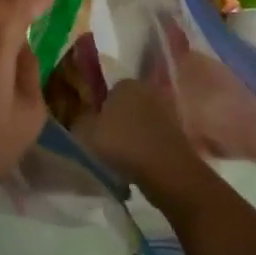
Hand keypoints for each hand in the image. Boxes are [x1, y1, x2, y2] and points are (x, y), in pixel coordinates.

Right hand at [82, 77, 208, 210]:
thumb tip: (79, 118)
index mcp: (125, 83)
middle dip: (114, 121)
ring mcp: (165, 111)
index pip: (105, 91)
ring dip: (129, 137)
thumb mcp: (85, 132)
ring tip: (117, 159)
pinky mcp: (177, 133)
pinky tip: (135, 166)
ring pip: (138, 123)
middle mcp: (147, 90)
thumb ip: (78, 121)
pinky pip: (151, 138)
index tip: (89, 128)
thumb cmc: (123, 144)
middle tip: (101, 143)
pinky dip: (143, 149)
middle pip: (123, 105)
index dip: (96, 110)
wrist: (168, 172)